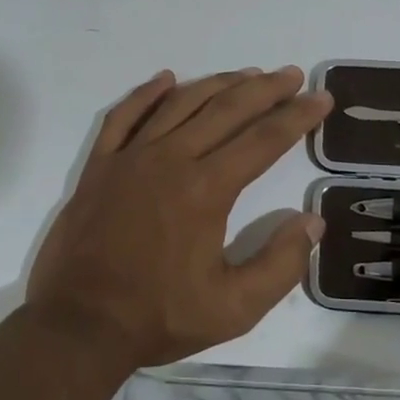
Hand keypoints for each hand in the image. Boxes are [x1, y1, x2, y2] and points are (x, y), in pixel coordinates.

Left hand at [26, 66, 333, 369]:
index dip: (298, 116)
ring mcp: (130, 157)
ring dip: (217, 83)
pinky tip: (166, 79)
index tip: (321, 98)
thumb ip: (280, 265)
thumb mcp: (234, 308)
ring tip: (246, 74)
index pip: (264, 139)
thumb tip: (312, 222)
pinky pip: (124, 116)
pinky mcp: (100, 165)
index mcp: (207, 189)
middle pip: (226, 109)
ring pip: (180, 103)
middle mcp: (171, 159)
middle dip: (265, 89)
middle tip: (292, 74)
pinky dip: (146, 93)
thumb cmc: (159, 317)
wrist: (78, 325)